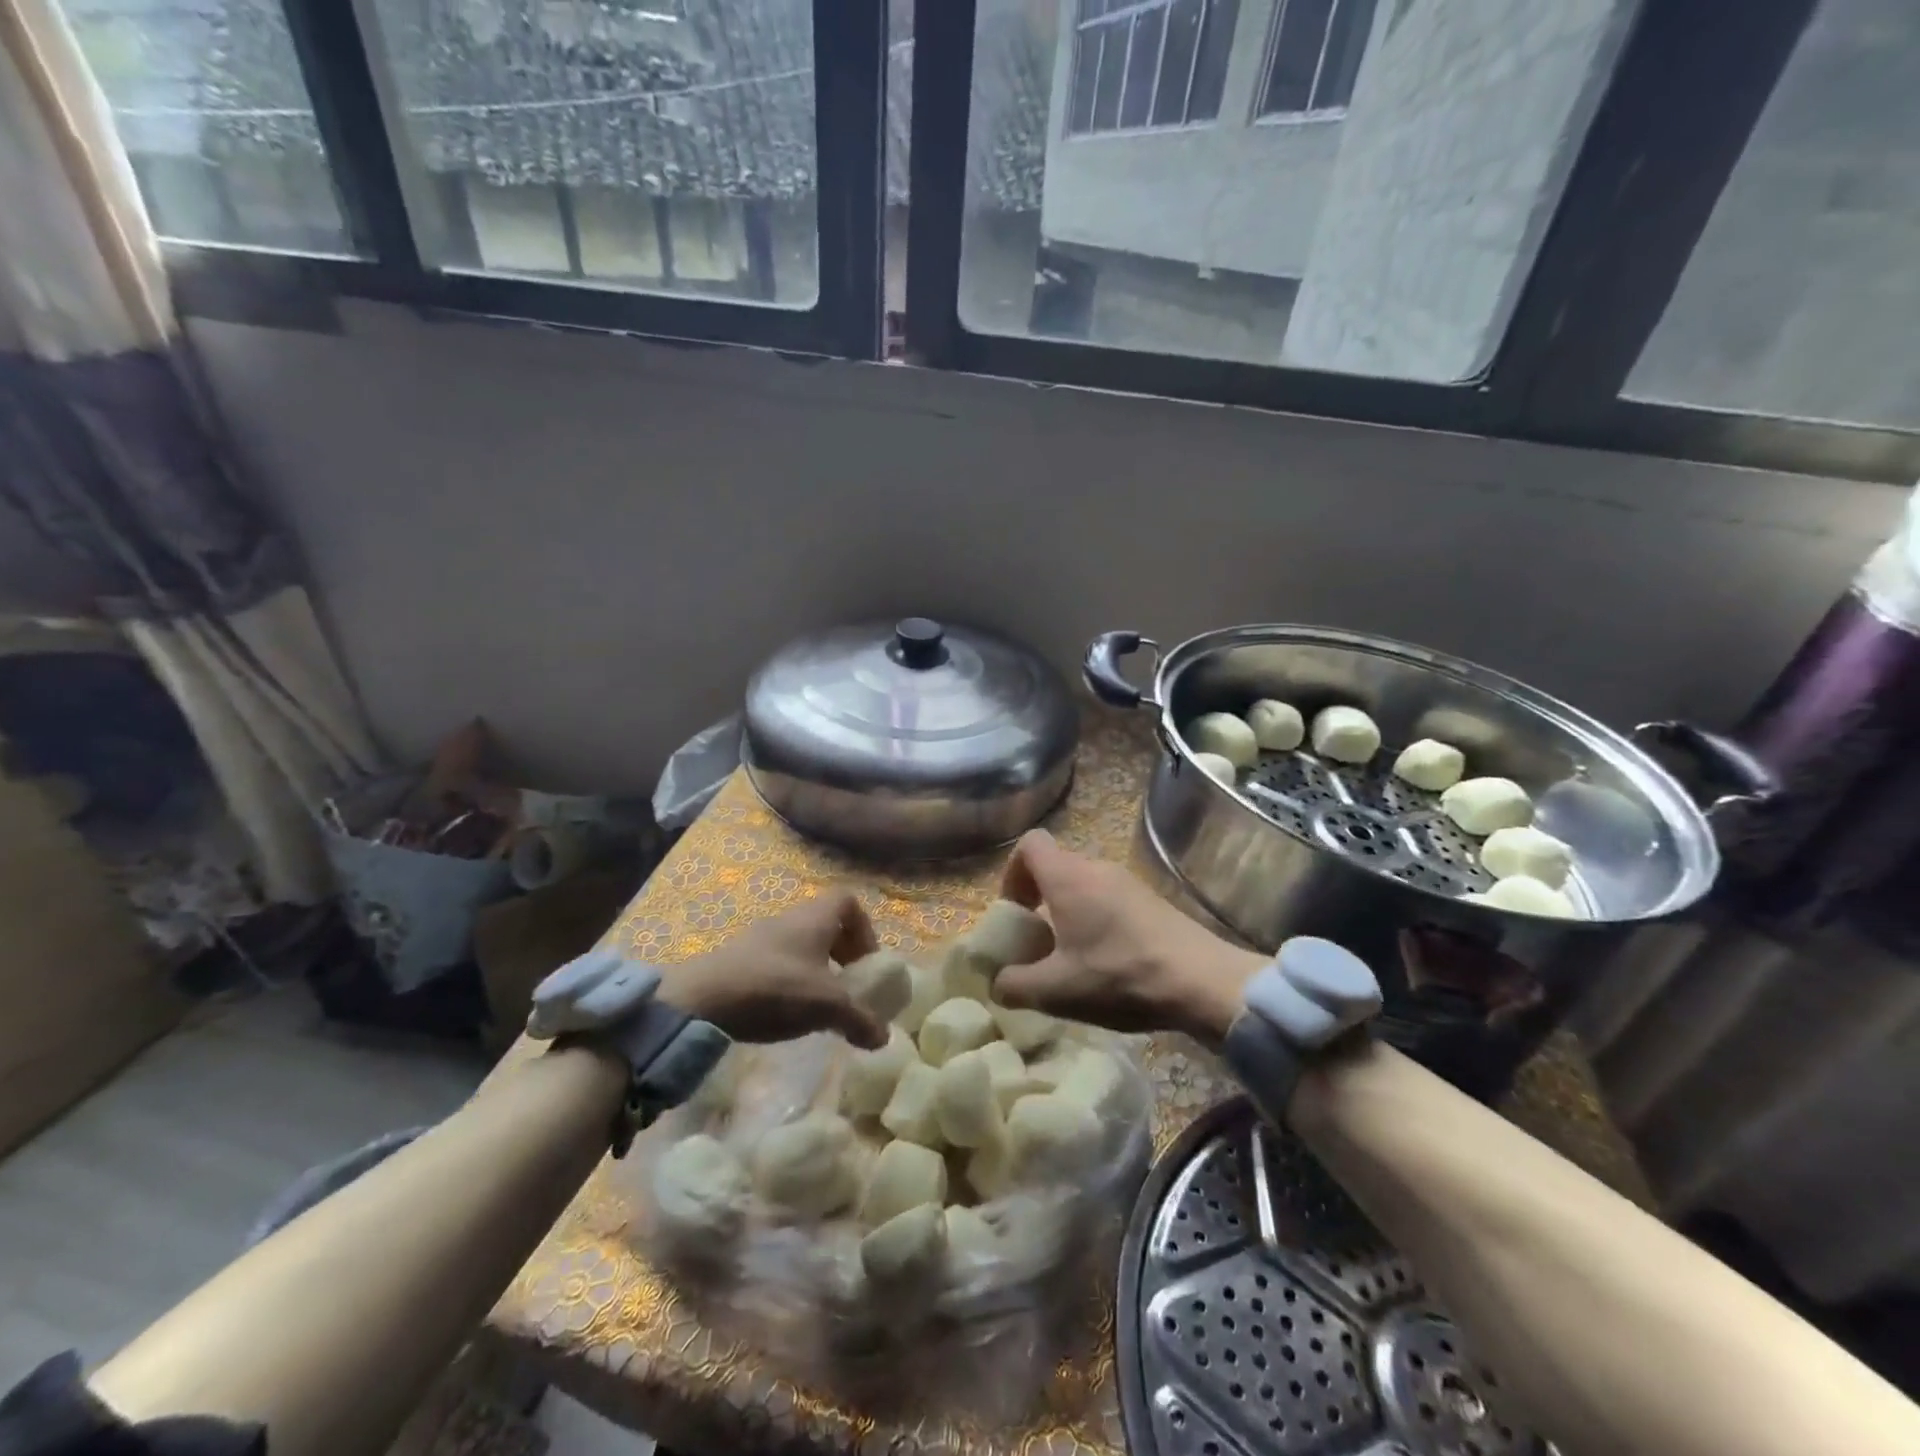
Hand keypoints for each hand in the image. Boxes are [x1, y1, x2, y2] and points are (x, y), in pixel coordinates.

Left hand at [656, 890, 887, 1047]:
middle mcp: (790, 918)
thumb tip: (884, 1038)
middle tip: (848, 984)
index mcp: (815, 917)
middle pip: (826, 923)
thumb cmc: (775, 988)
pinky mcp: (740, 958)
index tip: (865, 962)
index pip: (849, 902)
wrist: (701, 1000)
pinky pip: (778, 959)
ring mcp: (762, 936)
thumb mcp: (827, 1006)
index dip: (864, 929)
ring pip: (801, 942)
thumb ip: (859, 1019)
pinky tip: (787, 1009)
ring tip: (819, 1002)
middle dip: (842, 951)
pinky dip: (790, 978)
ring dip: (816, 967)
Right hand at [994, 830, 1264, 1044]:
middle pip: (1055, 866)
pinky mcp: (1150, 900)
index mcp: (1068, 877)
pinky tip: (1107, 960)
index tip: (1015, 912)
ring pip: (1083, 884)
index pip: (1029, 844)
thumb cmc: (1119, 975)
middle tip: (1038, 941)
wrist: (1203, 981)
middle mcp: (1096, 868)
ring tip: (1071, 956)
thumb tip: (998, 984)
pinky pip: (1109, 897)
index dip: (1012, 873)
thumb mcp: (1056, 990)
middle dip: (1038, 898)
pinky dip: (1096, 919)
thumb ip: (1016, 985)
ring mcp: (1128, 881)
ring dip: (1069, 911)